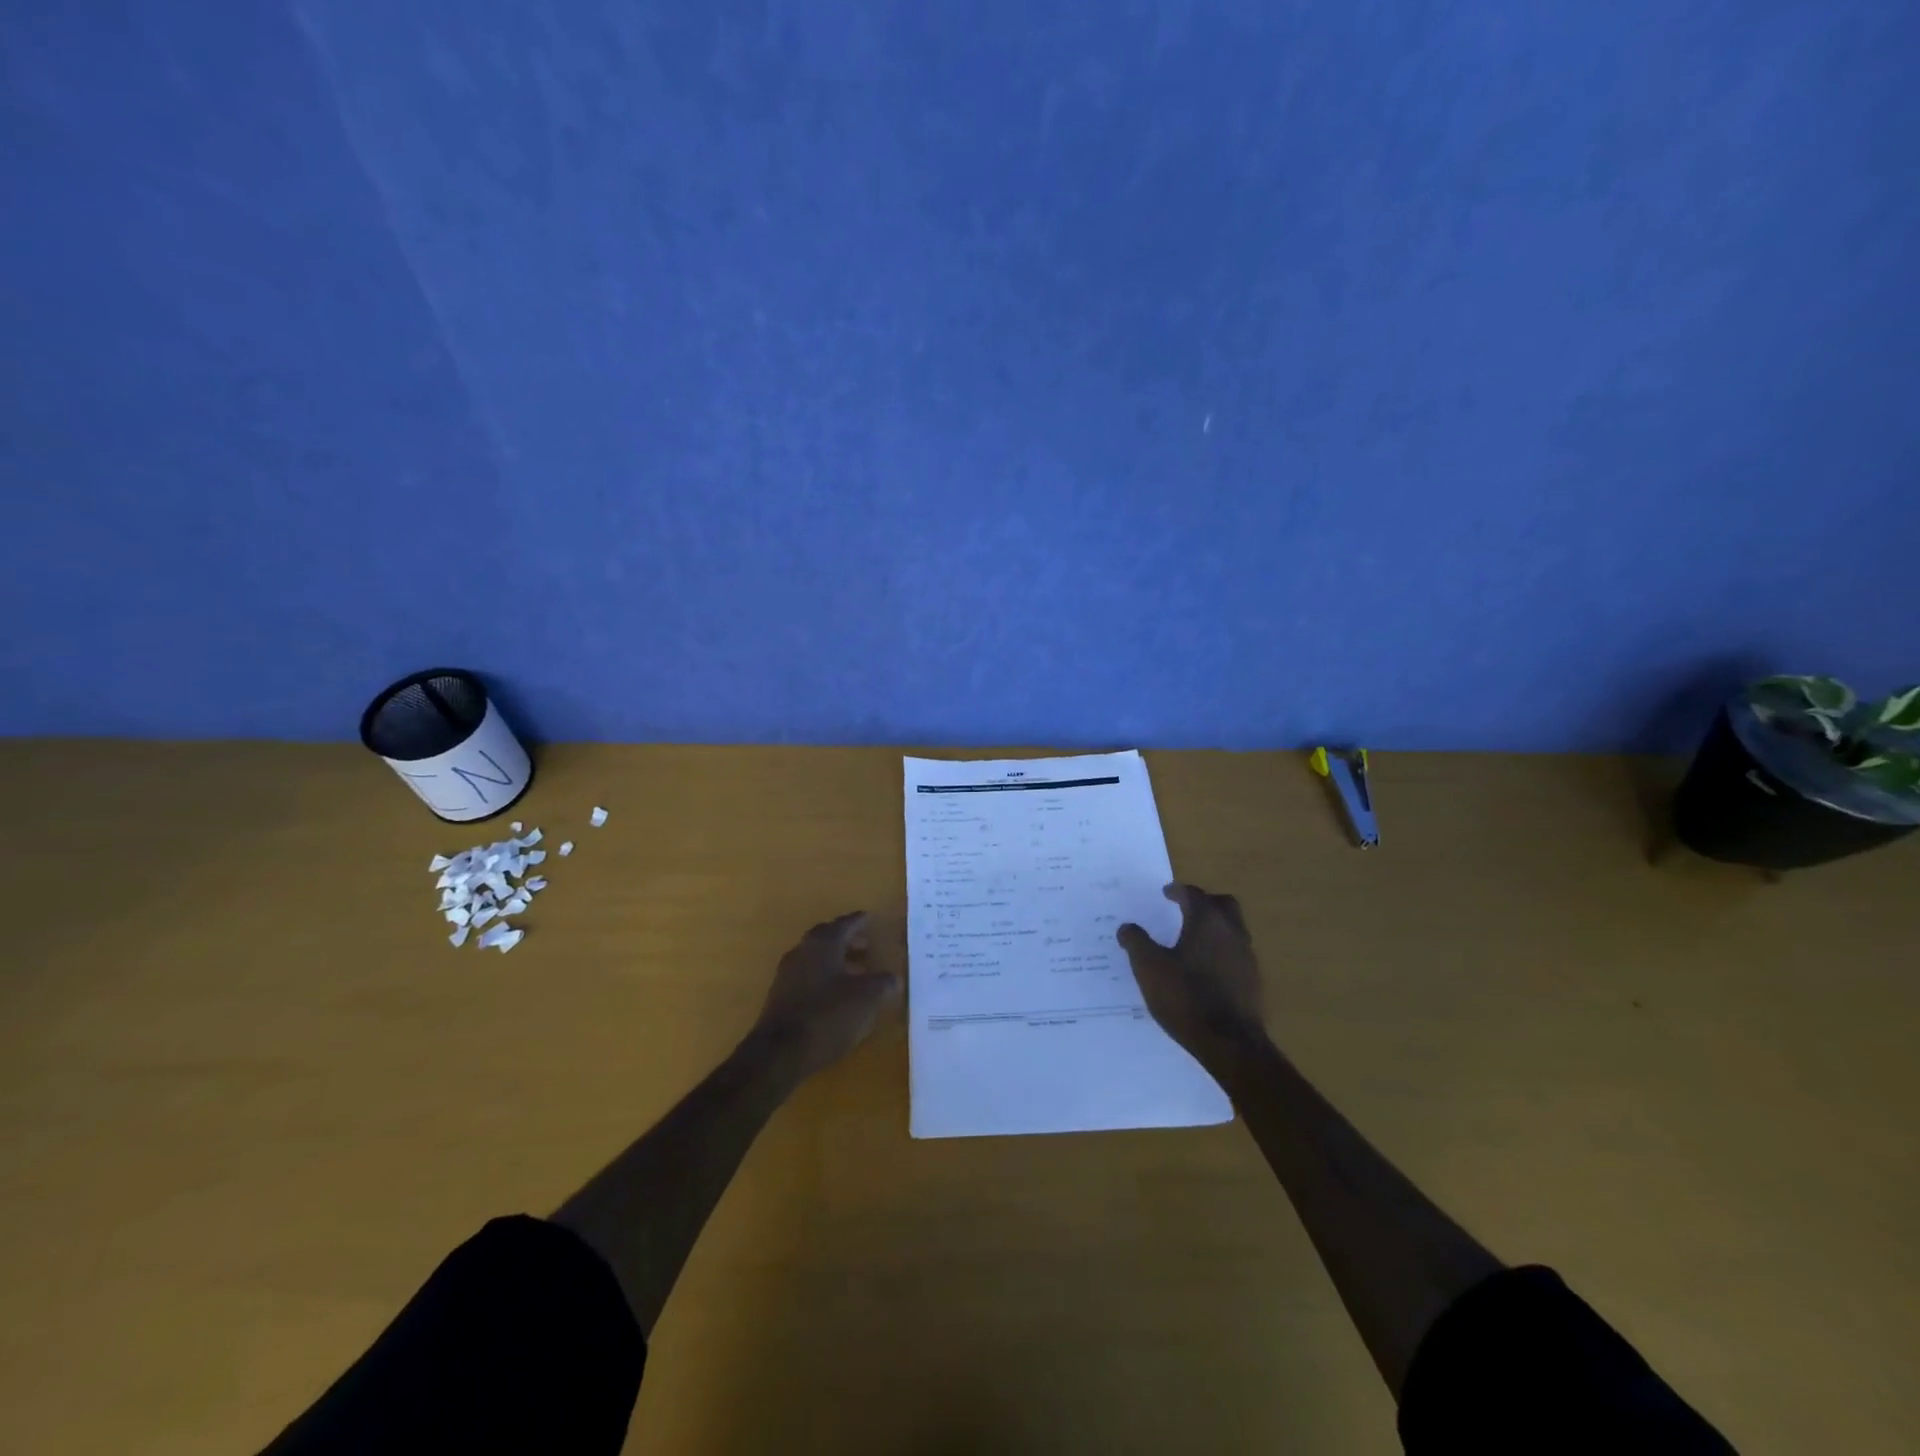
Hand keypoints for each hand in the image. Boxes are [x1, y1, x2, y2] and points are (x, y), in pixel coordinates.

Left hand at [750, 912, 899, 1080]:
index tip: (870, 918)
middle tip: (866, 947)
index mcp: (823, 944)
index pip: (844, 924)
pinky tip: (837, 996)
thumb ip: (882, 983)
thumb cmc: (827, 1016)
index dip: (859, 921)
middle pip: (827, 938)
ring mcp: (787, 974)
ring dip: (837, 961)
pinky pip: (808, 977)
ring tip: (857, 974)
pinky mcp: (780, 997)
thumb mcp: (866, 998)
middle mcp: (802, 951)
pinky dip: (825, 979)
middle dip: (847, 940)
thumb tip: (894, 977)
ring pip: (816, 958)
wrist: (779, 1053)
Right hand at [1118, 883, 1266, 1067]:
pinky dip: (1221, 950)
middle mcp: (1231, 931)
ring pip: (1232, 928)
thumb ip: (1136, 942)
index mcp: (1207, 921)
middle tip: (1184, 909)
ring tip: (1192, 939)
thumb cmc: (1185, 997)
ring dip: (1214, 926)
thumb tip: (1127, 927)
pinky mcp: (1253, 979)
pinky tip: (1205, 968)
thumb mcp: (1149, 968)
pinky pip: (1236, 952)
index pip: (1193, 894)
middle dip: (1203, 902)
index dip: (1177, 891)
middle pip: (1222, 904)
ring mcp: (1246, 955)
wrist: (1230, 1043)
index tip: (1166, 893)